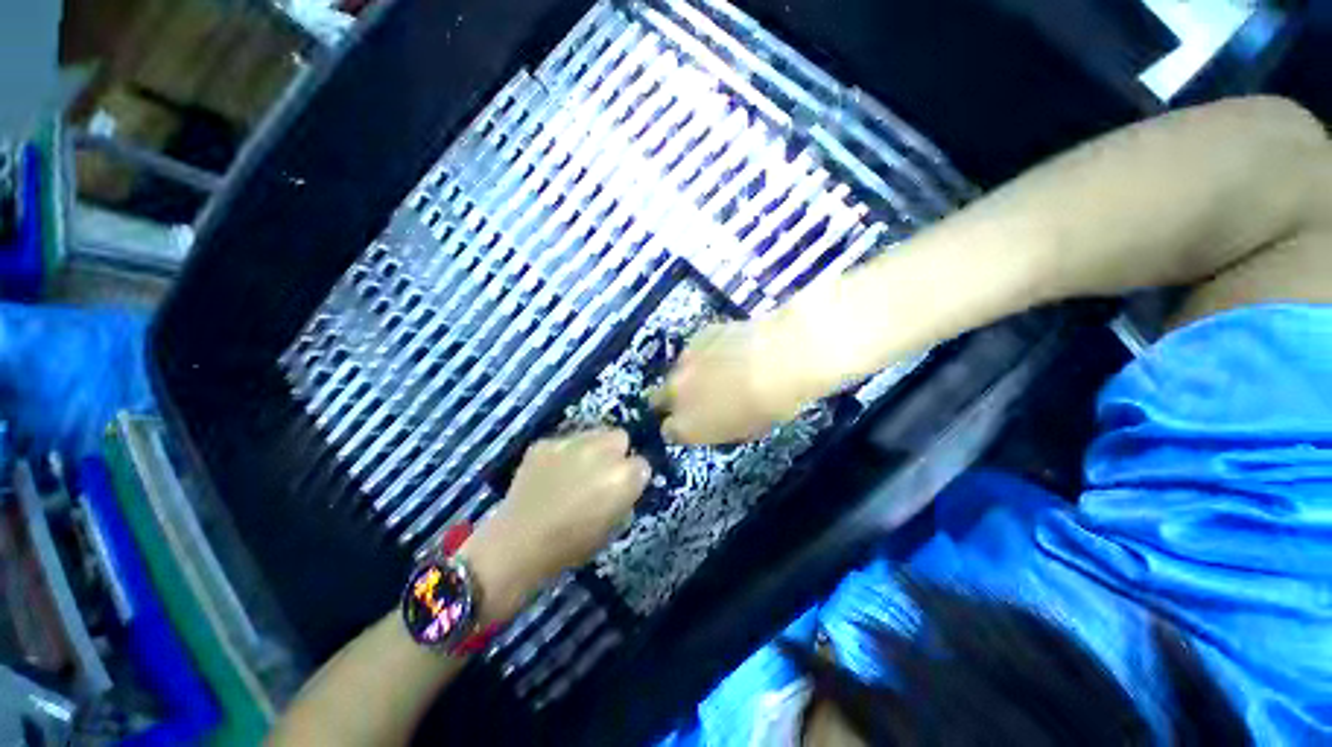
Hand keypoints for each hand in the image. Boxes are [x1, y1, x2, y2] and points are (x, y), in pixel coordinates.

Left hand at [462, 429, 649, 620]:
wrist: (518, 545)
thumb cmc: (572, 545)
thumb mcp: (613, 526)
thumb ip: (625, 496)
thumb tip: (624, 482)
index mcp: (624, 476)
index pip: (643, 463)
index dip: (633, 477)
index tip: (622, 488)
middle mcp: (602, 451)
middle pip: (621, 437)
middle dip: (616, 452)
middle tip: (601, 473)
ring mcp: (571, 442)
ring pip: (594, 433)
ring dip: (592, 448)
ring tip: (575, 470)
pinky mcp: (546, 442)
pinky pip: (564, 441)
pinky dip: (563, 454)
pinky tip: (551, 473)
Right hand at [652, 319, 811, 444]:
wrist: (779, 361)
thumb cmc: (768, 408)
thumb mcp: (742, 431)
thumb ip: (718, 427)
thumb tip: (714, 420)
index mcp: (686, 426)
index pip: (668, 431)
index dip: (680, 427)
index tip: (692, 423)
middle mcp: (675, 395)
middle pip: (659, 398)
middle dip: (672, 399)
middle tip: (695, 397)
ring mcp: (683, 362)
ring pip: (677, 371)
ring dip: (690, 374)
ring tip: (717, 371)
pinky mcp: (696, 337)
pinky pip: (694, 350)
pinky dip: (706, 353)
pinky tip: (728, 350)